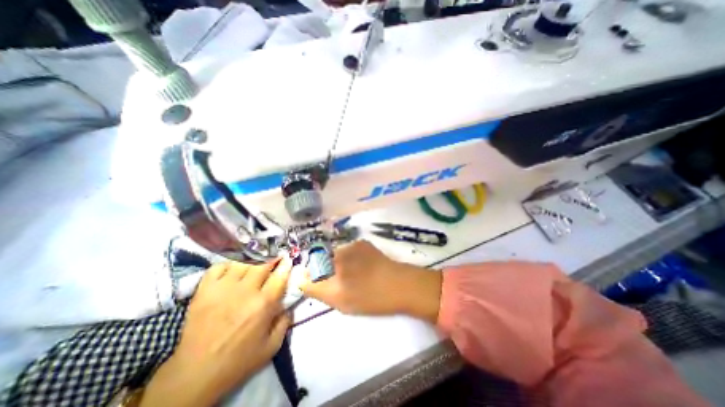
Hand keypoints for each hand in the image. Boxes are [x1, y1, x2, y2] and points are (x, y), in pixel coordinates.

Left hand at [140, 258, 291, 406]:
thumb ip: (285, 322)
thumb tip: (289, 305)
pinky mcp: (204, 292)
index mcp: (263, 305)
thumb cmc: (238, 360)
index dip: (286, 266)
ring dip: (251, 262)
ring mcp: (223, 289)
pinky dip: (227, 265)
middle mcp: (245, 292)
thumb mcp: (271, 346)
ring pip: (242, 263)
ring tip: (253, 266)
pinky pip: (218, 267)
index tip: (288, 261)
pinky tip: (232, 271)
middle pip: (262, 265)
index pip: (279, 276)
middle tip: (273, 261)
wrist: (195, 375)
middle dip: (271, 260)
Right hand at [299, 240, 441, 322]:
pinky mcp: (361, 242)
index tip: (320, 285)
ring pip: (334, 255)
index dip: (312, 280)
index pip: (309, 276)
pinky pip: (347, 250)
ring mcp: (350, 247)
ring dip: (338, 263)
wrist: (399, 284)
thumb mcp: (342, 303)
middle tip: (342, 280)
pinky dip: (350, 256)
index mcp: (331, 276)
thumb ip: (319, 291)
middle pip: (320, 263)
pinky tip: (362, 263)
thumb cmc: (371, 299)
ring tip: (354, 272)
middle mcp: (337, 257)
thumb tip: (303, 280)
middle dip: (325, 271)